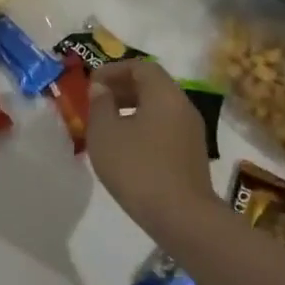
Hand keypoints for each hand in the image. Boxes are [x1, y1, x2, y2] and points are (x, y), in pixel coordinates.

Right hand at [86, 59, 216, 231]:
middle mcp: (183, 106)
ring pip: (159, 108)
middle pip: (152, 86)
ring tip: (107, 126)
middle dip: (122, 88)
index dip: (114, 70)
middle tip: (97, 101)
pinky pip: (165, 128)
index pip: (141, 67)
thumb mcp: (106, 134)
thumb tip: (102, 89)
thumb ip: (100, 104)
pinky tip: (126, 148)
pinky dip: (144, 127)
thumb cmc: (138, 168)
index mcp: (165, 94)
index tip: (92, 83)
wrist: (182, 217)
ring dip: (132, 109)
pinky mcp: (192, 155)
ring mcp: (191, 132)